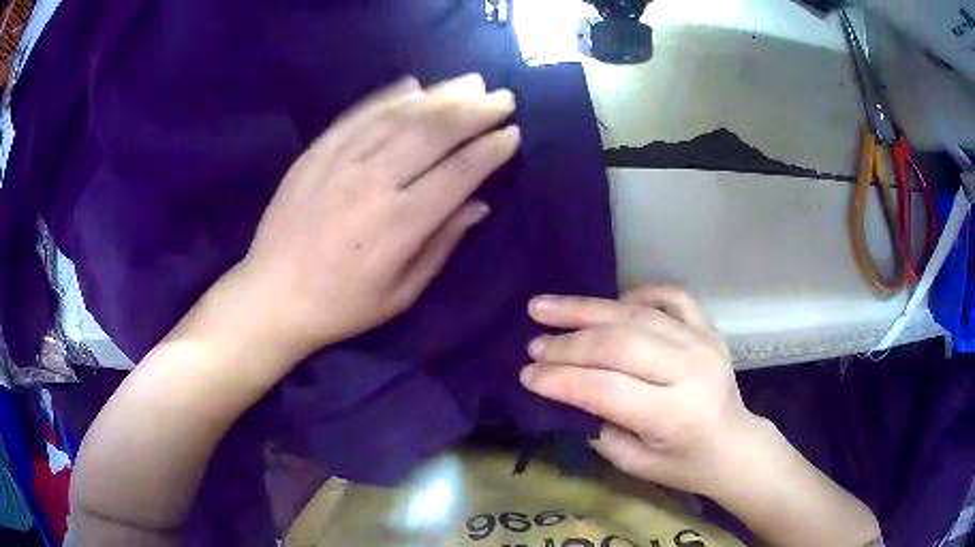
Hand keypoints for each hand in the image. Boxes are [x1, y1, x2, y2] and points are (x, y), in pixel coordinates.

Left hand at [238, 74, 518, 357]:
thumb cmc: (342, 305)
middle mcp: (373, 183)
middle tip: (502, 97)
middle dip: (475, 111)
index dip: (490, 150)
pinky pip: (357, 116)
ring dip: (439, 95)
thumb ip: (442, 244)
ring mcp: (340, 162)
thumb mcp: (401, 293)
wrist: (272, 296)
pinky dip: (388, 97)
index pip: (459, 172)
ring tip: (469, 83)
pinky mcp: (315, 153)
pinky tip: (413, 86)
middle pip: (433, 133)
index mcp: (400, 224)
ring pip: (399, 117)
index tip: (512, 134)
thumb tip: (479, 204)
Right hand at [519, 285, 759, 497]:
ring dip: (587, 310)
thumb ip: (599, 426)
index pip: (606, 389)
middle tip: (533, 343)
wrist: (735, 444)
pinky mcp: (708, 328)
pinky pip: (670, 296)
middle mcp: (690, 370)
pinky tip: (613, 302)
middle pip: (618, 344)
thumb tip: (563, 390)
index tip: (526, 374)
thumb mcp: (635, 463)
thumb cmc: (684, 464)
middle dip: (568, 343)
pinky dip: (638, 294)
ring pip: (636, 315)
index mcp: (674, 414)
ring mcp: (702, 342)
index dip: (560, 379)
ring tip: (546, 307)